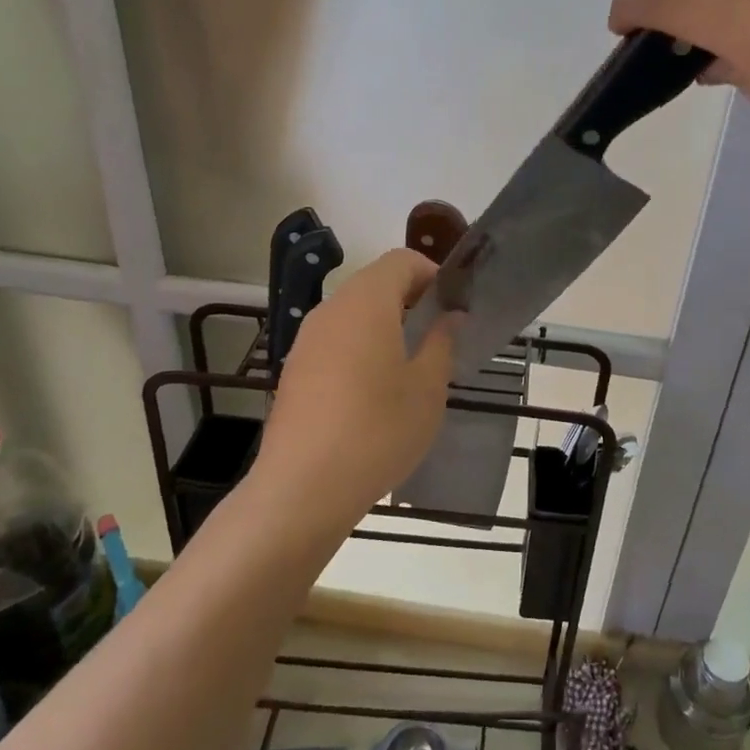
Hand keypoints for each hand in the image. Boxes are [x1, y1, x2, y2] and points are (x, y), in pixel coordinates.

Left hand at [253, 248, 457, 526]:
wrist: (303, 488)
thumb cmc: (378, 430)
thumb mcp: (427, 388)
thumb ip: (442, 342)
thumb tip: (450, 317)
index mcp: (365, 303)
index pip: (401, 261)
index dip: (432, 274)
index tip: (454, 307)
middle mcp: (331, 310)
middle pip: (375, 283)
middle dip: (411, 300)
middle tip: (440, 335)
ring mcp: (307, 340)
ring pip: (353, 313)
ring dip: (386, 324)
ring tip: (411, 365)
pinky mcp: (295, 370)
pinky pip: (336, 340)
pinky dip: (361, 347)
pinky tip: (375, 391)